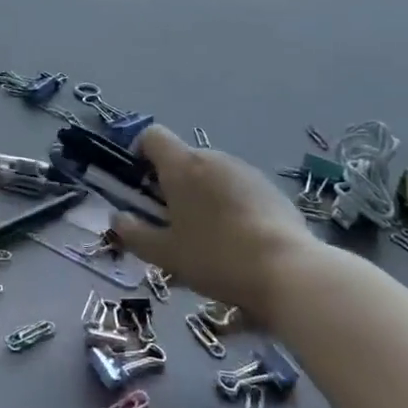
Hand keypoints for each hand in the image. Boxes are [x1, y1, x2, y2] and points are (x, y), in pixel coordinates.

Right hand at [109, 126, 321, 317]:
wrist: (289, 271)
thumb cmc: (216, 257)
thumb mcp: (165, 254)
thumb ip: (134, 233)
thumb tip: (118, 218)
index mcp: (182, 166)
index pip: (152, 136)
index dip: (140, 154)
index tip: (140, 186)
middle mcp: (213, 158)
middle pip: (182, 158)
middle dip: (171, 184)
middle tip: (170, 224)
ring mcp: (246, 171)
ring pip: (211, 175)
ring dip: (201, 196)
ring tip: (206, 238)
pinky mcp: (271, 189)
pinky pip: (237, 189)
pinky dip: (229, 205)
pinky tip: (237, 242)